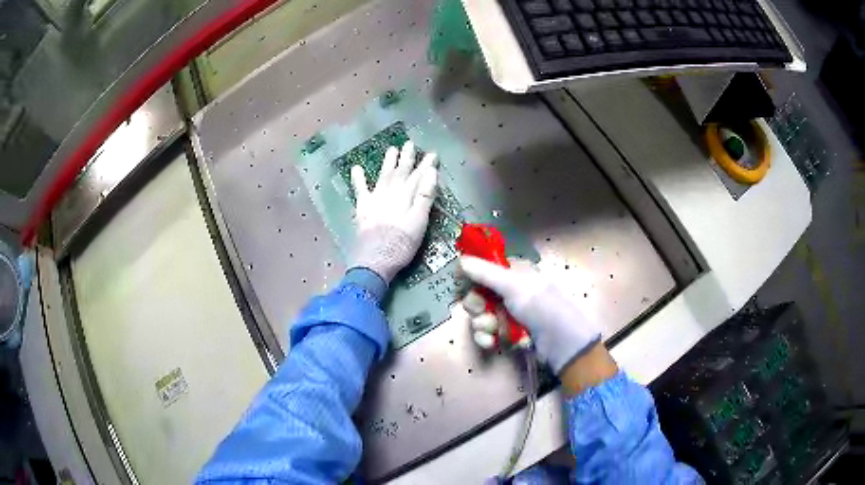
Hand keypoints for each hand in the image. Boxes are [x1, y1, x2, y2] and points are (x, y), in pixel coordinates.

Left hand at [350, 141, 437, 283]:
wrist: (375, 260)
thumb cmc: (402, 245)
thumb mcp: (420, 222)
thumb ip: (425, 196)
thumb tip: (431, 172)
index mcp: (407, 197)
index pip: (419, 177)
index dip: (426, 165)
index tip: (432, 153)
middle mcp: (390, 194)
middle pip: (400, 172)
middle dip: (407, 158)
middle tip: (410, 143)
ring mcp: (375, 200)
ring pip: (383, 176)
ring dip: (388, 162)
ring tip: (391, 149)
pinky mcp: (363, 209)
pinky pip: (360, 189)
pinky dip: (358, 178)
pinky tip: (356, 168)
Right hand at [459, 256, 602, 374]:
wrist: (562, 344)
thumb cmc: (541, 307)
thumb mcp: (514, 286)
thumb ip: (485, 273)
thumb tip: (460, 260)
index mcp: (516, 273)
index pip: (486, 269)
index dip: (472, 277)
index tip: (462, 283)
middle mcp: (512, 291)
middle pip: (479, 294)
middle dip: (476, 305)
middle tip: (481, 310)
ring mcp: (510, 314)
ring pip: (481, 316)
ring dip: (482, 324)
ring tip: (492, 331)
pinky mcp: (509, 334)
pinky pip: (488, 333)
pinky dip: (487, 338)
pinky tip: (491, 343)